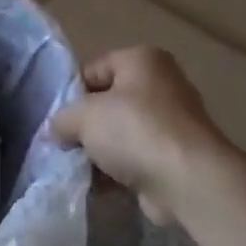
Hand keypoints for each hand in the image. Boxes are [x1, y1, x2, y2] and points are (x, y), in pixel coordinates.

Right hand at [51, 46, 228, 223]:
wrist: (189, 182)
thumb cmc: (135, 131)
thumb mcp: (84, 116)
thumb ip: (62, 118)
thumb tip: (56, 130)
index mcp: (142, 59)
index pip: (93, 69)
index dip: (71, 94)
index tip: (58, 120)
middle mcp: (162, 84)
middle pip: (109, 102)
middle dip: (87, 126)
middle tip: (66, 145)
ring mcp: (173, 122)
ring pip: (122, 133)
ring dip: (101, 152)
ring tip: (81, 169)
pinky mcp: (178, 157)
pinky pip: (138, 158)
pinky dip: (120, 171)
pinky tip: (101, 186)